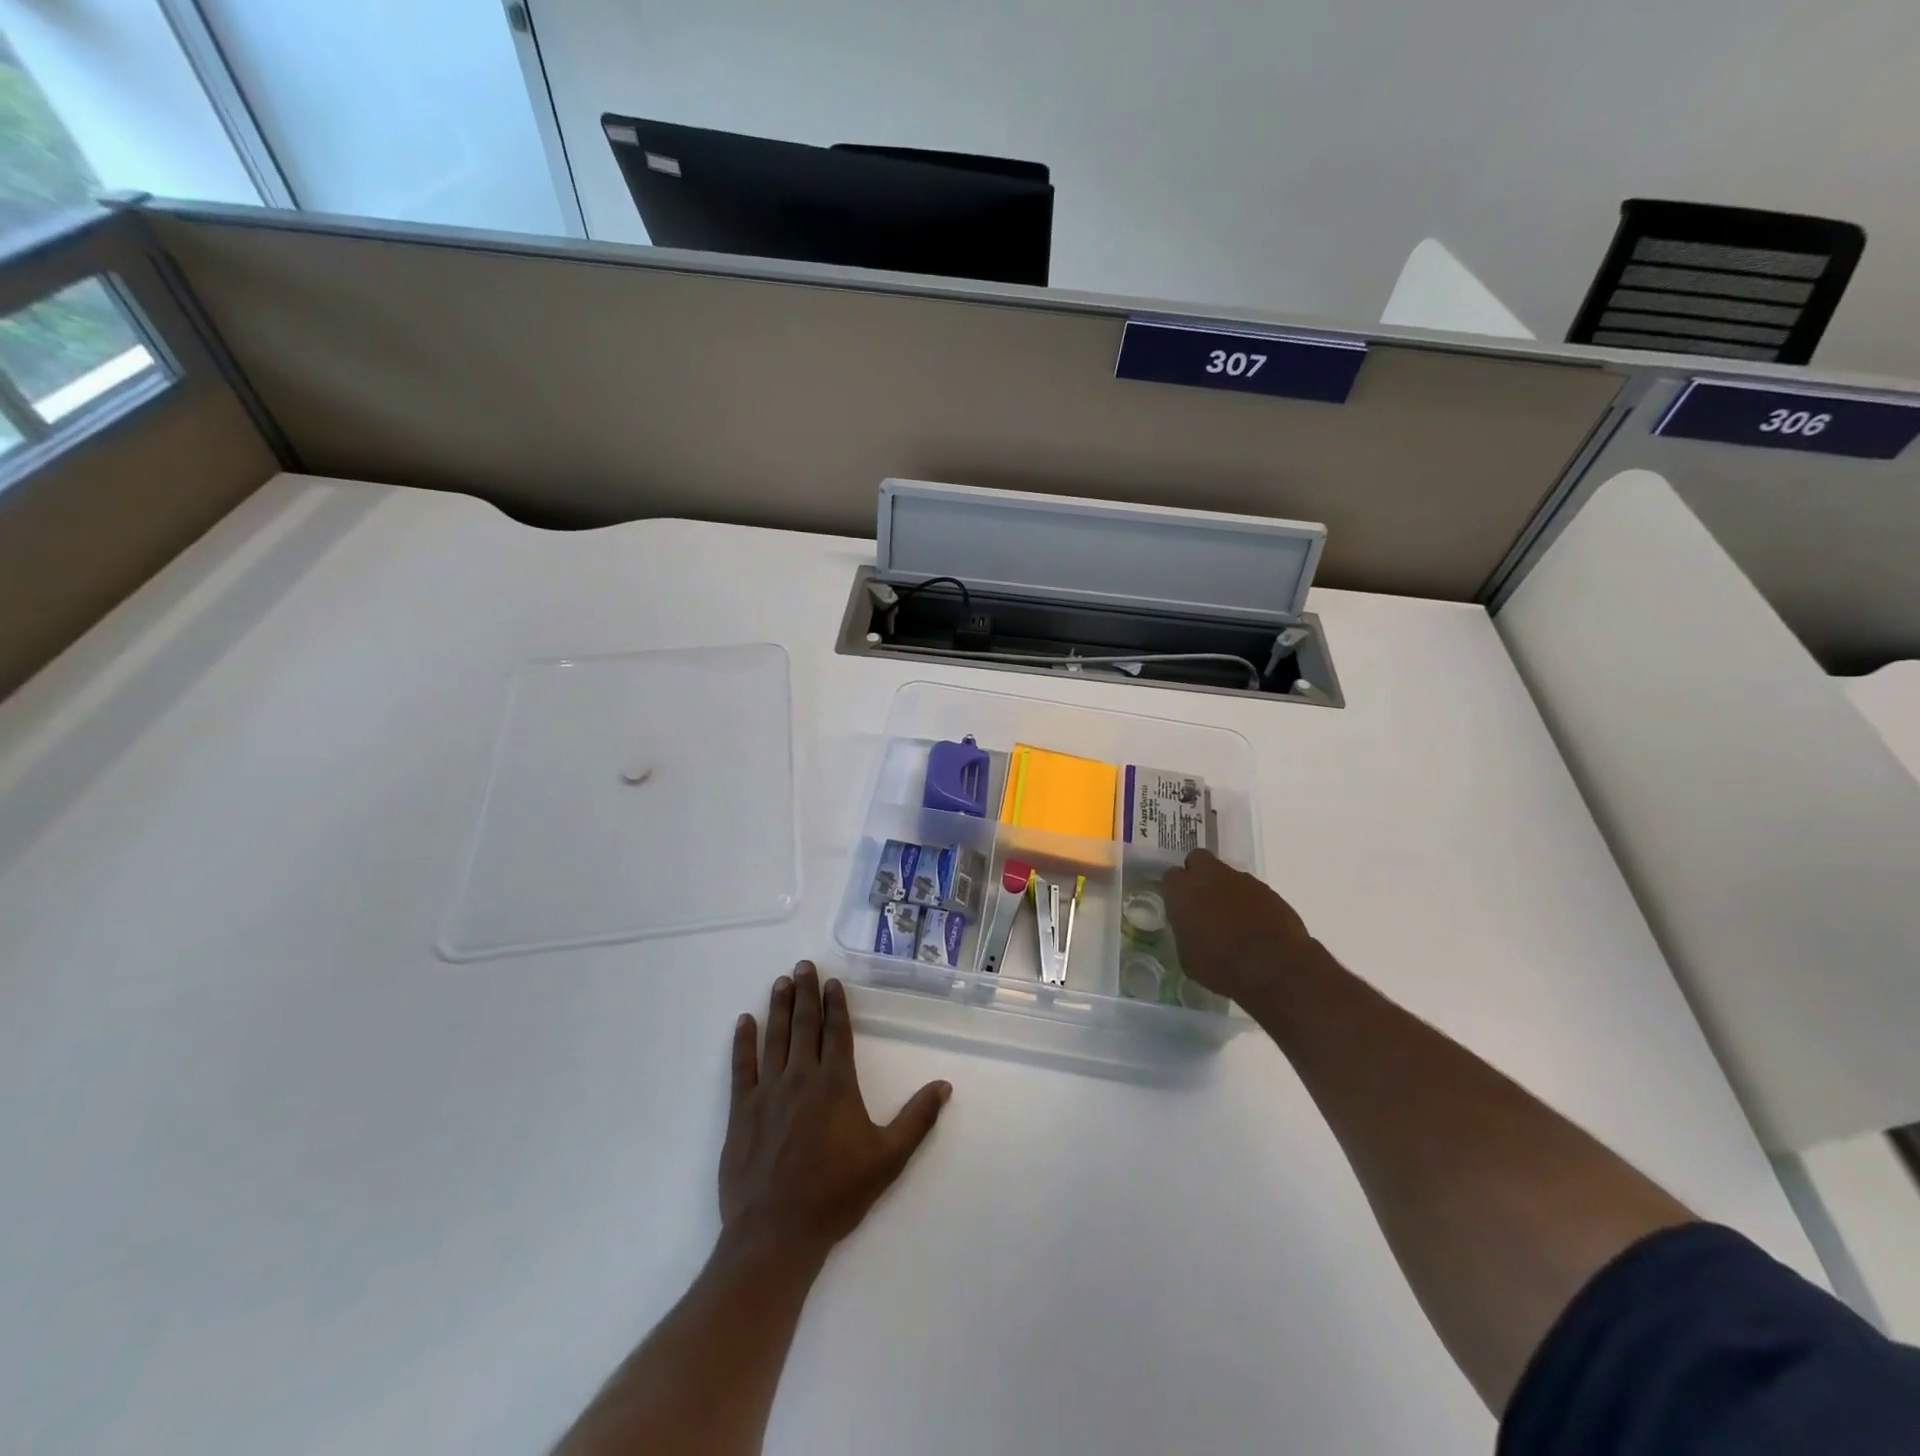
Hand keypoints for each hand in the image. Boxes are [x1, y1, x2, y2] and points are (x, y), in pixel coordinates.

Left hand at [719, 962, 951, 1258]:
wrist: (777, 1232)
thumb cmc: (836, 1194)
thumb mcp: (888, 1159)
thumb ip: (917, 1119)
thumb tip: (944, 1085)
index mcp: (836, 1084)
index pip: (837, 1032)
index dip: (836, 1005)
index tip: (833, 982)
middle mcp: (802, 1077)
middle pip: (805, 1025)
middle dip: (806, 993)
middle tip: (802, 965)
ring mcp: (768, 1091)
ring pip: (775, 1037)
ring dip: (779, 1007)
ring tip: (781, 982)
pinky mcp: (742, 1110)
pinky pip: (742, 1066)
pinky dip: (744, 1041)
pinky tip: (745, 1021)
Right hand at [1160, 849, 1332, 1013]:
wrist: (1276, 970)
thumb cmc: (1222, 967)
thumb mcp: (1188, 958)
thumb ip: (1184, 933)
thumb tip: (1190, 928)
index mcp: (1183, 891)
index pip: (1170, 876)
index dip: (1174, 890)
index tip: (1178, 906)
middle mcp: (1210, 877)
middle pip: (1198, 859)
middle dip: (1198, 874)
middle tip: (1201, 900)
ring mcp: (1242, 880)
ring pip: (1227, 874)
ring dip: (1225, 890)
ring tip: (1231, 919)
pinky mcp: (1268, 891)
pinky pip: (1251, 890)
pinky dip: (1249, 902)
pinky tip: (1253, 925)